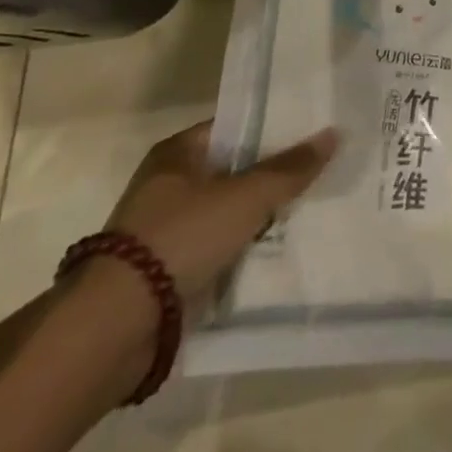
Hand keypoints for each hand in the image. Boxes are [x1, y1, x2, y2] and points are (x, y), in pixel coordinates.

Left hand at [102, 122, 337, 311]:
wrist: (117, 324)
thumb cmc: (182, 237)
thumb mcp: (246, 196)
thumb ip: (290, 168)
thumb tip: (333, 134)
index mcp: (177, 153)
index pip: (235, 127)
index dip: (273, 129)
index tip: (312, 133)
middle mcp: (168, 184)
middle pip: (233, 170)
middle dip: (271, 175)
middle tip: (319, 172)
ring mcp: (165, 229)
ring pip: (227, 211)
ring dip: (259, 216)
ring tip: (309, 210)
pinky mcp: (167, 270)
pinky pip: (218, 247)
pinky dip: (242, 249)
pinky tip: (277, 250)